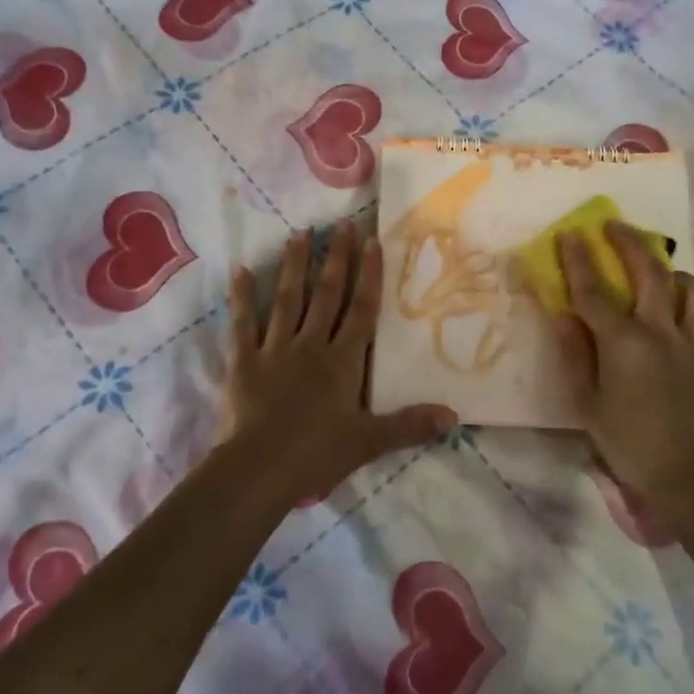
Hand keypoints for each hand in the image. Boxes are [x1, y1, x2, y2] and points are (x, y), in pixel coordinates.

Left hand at [227, 221, 455, 502]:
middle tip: (340, 224)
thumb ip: (410, 426)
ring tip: (299, 234)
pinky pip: (242, 323)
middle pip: (326, 295)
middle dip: (335, 258)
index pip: (361, 310)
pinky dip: (241, 297)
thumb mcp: (369, 442)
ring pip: (287, 299)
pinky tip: (239, 270)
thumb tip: (454, 417)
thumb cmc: (317, 454)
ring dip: (294, 265)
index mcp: (343, 361)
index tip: (371, 242)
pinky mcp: (244, 361)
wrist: (260, 469)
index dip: (368, 276)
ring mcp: (275, 349)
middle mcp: (311, 345)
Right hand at [553, 222, 693, 501]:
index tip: (571, 233)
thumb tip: (562, 315)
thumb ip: (575, 355)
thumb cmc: (628, 443)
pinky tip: (690, 314)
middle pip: (649, 272)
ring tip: (660, 274)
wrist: (690, 477)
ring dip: (672, 273)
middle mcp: (662, 331)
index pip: (594, 290)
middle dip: (629, 242)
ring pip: (691, 289)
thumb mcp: (587, 403)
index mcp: (624, 342)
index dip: (579, 259)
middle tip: (614, 227)